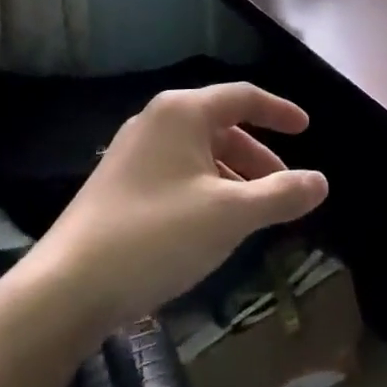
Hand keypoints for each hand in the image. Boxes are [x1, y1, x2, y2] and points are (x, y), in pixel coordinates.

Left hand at [18, 84, 327, 337]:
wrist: (65, 289)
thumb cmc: (157, 236)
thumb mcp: (231, 215)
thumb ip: (281, 194)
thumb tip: (321, 182)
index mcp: (182, 113)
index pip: (243, 96)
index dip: (280, 111)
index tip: (307, 129)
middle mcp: (155, 122)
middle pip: (222, 127)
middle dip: (258, 157)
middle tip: (283, 188)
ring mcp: (132, 154)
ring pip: (199, 154)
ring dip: (233, 177)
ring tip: (253, 213)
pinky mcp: (118, 186)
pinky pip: (177, 174)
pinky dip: (206, 190)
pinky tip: (212, 226)